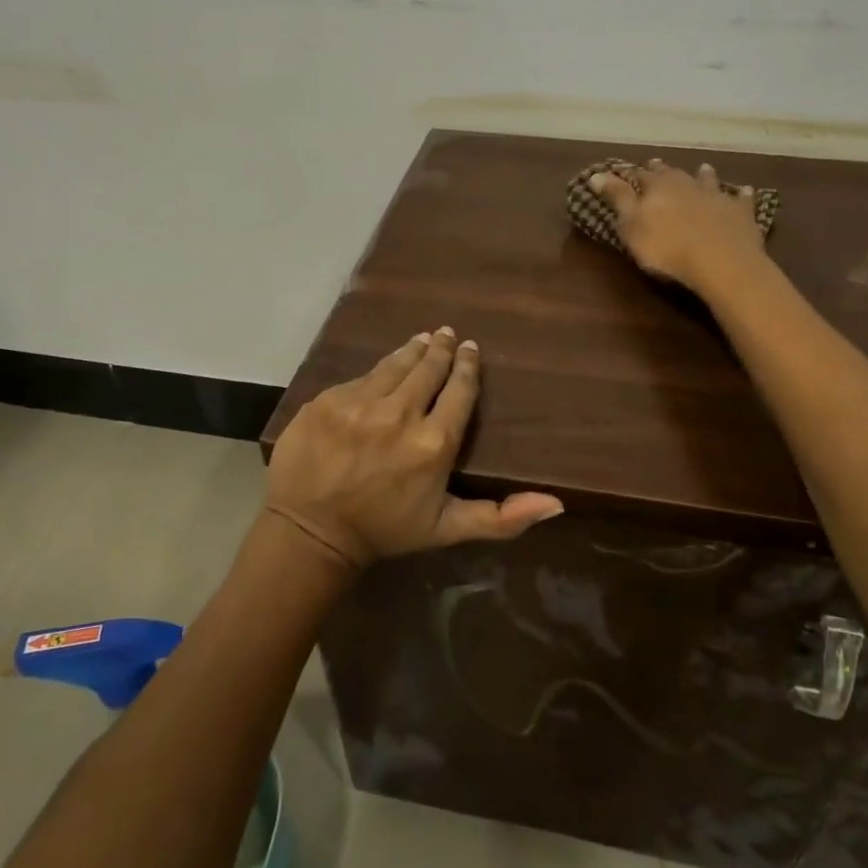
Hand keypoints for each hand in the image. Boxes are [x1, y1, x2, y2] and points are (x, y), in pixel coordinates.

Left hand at [265, 328, 564, 568]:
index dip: (467, 366)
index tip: (471, 349)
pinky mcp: (328, 399)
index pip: (459, 390)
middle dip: (441, 349)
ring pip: (394, 365)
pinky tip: (383, 368)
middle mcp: (400, 414)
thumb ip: (502, 517)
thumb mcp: (447, 529)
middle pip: (428, 368)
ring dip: (412, 350)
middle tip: (448, 334)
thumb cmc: (384, 530)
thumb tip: (557, 503)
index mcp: (434, 443)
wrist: (310, 533)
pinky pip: (360, 378)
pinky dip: (376, 372)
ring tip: (423, 339)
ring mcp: (359, 403)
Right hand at [589, 159, 767, 293]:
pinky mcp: (741, 213)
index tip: (622, 170)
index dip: (629, 174)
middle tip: (656, 163)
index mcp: (657, 188)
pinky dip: (740, 194)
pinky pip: (741, 199)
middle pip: (672, 174)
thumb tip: (596, 174)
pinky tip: (744, 190)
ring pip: (707, 180)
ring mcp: (716, 196)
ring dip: (703, 174)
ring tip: (703, 168)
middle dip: (662, 170)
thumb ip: (616, 198)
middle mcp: (686, 184)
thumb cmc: (666, 248)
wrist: (721, 262)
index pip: (639, 176)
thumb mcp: (631, 225)